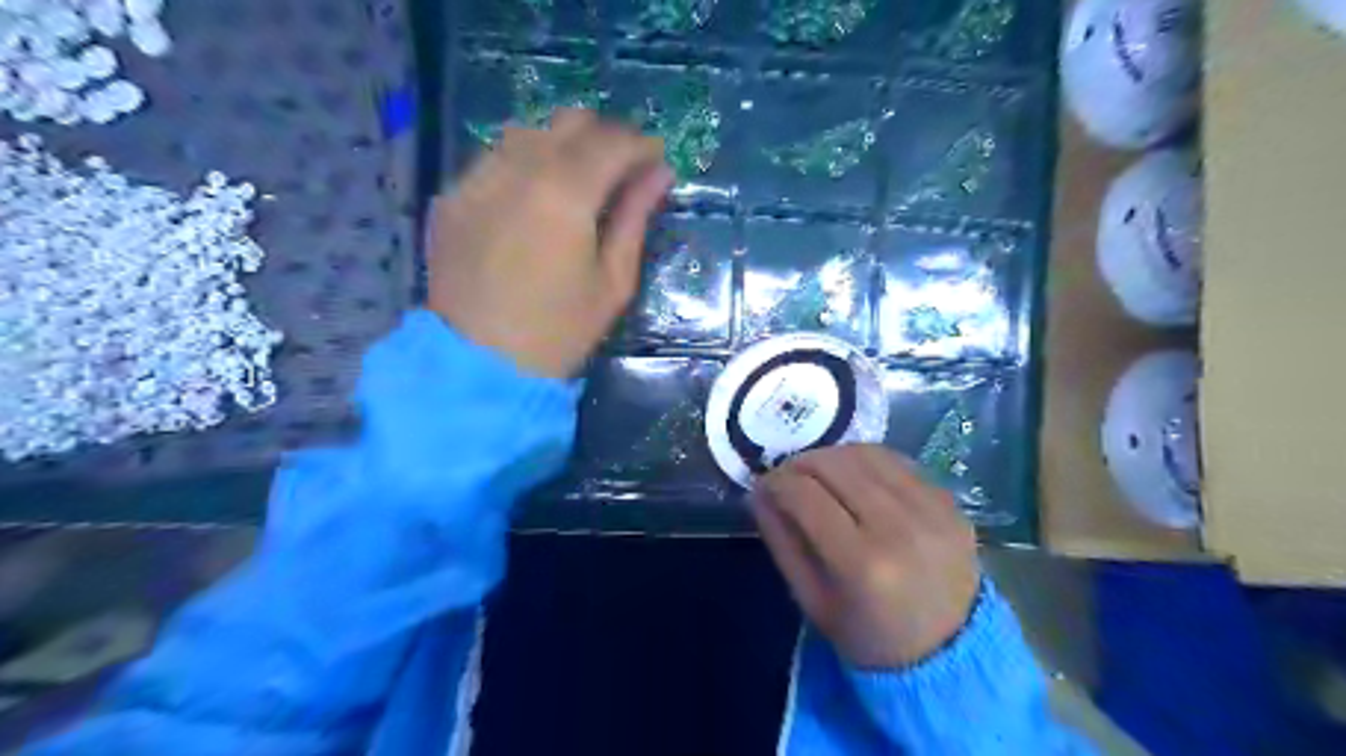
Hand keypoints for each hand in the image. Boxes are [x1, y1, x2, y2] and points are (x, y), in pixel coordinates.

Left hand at [427, 106, 672, 376]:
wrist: (479, 366)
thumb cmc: (559, 332)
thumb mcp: (612, 281)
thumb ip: (635, 219)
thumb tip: (659, 175)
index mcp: (564, 194)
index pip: (611, 141)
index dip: (641, 145)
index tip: (656, 160)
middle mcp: (517, 170)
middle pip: (569, 122)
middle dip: (604, 137)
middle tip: (621, 169)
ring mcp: (476, 179)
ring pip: (528, 132)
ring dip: (561, 146)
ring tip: (577, 182)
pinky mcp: (452, 197)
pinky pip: (494, 159)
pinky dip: (524, 165)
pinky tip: (532, 200)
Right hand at [748, 443, 980, 667]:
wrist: (951, 654)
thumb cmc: (869, 636)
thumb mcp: (811, 600)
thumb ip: (780, 540)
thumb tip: (758, 491)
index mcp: (863, 564)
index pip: (805, 495)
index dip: (775, 483)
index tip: (763, 487)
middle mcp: (900, 527)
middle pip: (834, 465)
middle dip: (799, 464)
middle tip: (786, 478)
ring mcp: (932, 509)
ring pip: (865, 453)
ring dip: (831, 457)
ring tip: (817, 474)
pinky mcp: (949, 500)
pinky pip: (897, 461)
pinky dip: (865, 462)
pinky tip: (854, 478)